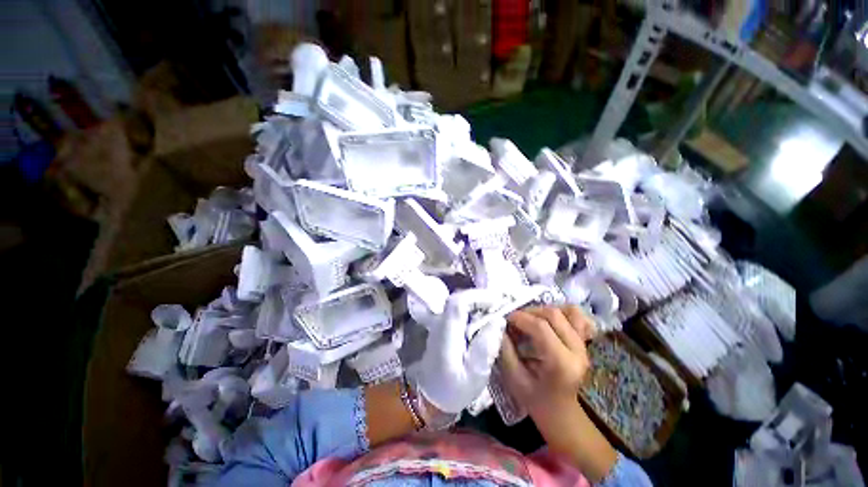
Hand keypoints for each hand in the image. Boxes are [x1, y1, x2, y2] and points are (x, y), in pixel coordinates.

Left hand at [410, 289, 506, 413]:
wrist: (429, 397)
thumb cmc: (452, 391)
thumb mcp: (474, 376)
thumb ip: (486, 347)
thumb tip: (498, 320)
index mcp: (447, 334)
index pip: (458, 303)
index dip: (478, 297)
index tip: (497, 301)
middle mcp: (441, 323)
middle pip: (458, 299)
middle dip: (481, 298)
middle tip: (500, 305)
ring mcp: (440, 323)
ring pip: (459, 303)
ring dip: (478, 303)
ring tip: (496, 311)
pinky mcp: (444, 327)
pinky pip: (459, 311)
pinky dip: (473, 310)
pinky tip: (484, 320)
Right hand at [498, 306, 593, 415]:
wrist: (562, 414)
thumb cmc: (536, 401)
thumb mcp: (515, 379)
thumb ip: (506, 350)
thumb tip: (499, 326)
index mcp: (562, 363)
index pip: (541, 327)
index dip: (520, 318)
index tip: (505, 319)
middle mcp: (577, 351)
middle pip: (554, 315)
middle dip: (529, 312)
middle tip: (515, 319)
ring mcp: (584, 345)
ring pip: (566, 311)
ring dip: (543, 310)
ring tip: (530, 318)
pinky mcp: (584, 342)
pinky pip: (577, 317)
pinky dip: (562, 311)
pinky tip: (548, 319)